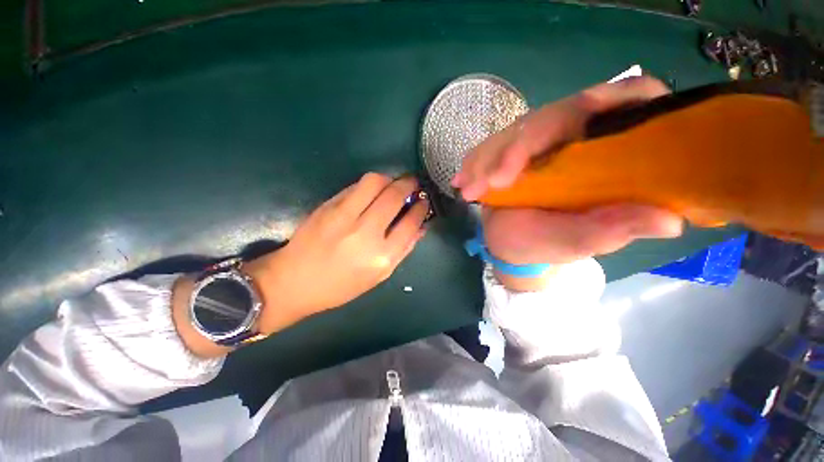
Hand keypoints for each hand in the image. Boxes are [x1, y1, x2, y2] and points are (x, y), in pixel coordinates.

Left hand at [246, 173, 428, 333]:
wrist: (294, 281)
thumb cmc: (341, 285)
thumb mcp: (379, 275)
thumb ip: (403, 249)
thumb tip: (420, 226)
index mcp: (381, 257)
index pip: (410, 222)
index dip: (421, 207)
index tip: (424, 201)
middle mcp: (365, 233)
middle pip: (394, 196)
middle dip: (409, 184)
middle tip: (413, 183)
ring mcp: (344, 216)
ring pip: (374, 182)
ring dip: (389, 179)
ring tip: (392, 185)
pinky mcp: (328, 206)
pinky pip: (355, 186)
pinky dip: (370, 185)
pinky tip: (372, 193)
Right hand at [452, 77, 682, 287]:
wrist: (509, 244)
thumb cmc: (545, 246)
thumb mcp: (579, 242)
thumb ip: (613, 230)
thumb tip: (670, 220)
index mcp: (606, 154)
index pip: (626, 101)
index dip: (609, 99)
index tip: (582, 115)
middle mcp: (573, 139)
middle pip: (553, 115)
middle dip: (517, 148)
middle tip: (492, 183)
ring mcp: (537, 144)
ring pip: (513, 132)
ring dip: (487, 159)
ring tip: (468, 191)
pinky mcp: (508, 151)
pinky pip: (489, 147)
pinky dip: (474, 163)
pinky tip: (461, 181)